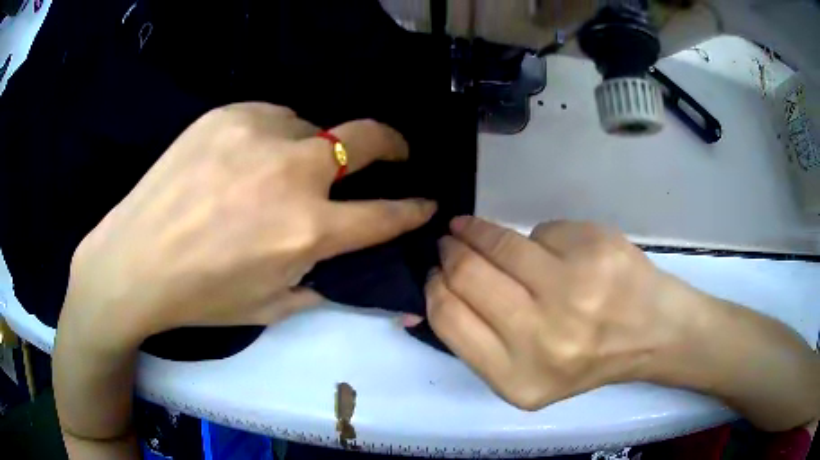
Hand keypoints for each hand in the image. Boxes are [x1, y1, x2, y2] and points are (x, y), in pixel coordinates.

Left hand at [61, 102, 435, 349]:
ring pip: (312, 127)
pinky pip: (272, 116)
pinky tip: (248, 156)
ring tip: (282, 170)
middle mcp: (291, 173)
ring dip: (312, 149)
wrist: (133, 260)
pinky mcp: (227, 114)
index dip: (412, 210)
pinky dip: (275, 135)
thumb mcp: (268, 307)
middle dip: (393, 145)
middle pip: (367, 139)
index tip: (426, 203)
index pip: (383, 215)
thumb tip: (344, 269)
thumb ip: (317, 285)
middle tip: (396, 152)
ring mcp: (258, 134)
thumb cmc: (200, 296)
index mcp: (305, 230)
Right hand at [426, 217, 697, 409]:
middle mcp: (544, 337)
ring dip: (478, 230)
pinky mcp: (597, 250)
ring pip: (502, 243)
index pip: (449, 317)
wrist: (651, 333)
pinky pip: (543, 230)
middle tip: (450, 242)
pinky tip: (550, 250)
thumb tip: (433, 291)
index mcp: (517, 378)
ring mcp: (575, 289)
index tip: (435, 271)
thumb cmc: (586, 359)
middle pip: (469, 275)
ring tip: (471, 228)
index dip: (434, 286)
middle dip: (452, 251)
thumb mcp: (526, 375)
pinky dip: (537, 237)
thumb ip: (480, 341)